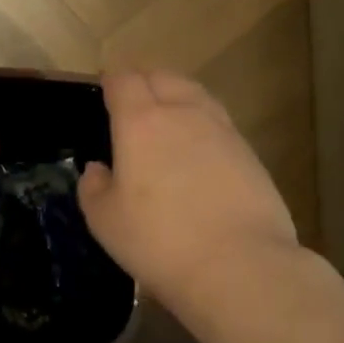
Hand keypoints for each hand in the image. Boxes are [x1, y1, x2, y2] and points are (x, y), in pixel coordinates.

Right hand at [78, 71, 298, 309]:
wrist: (240, 265)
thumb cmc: (159, 240)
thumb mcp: (105, 221)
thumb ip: (93, 187)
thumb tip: (97, 169)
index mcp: (140, 122)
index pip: (123, 80)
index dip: (111, 81)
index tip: (104, 91)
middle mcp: (182, 114)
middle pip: (163, 77)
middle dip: (144, 81)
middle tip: (132, 103)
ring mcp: (222, 131)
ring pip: (195, 94)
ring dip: (176, 97)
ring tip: (166, 119)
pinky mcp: (250, 154)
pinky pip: (218, 122)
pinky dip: (202, 124)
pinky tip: (197, 150)